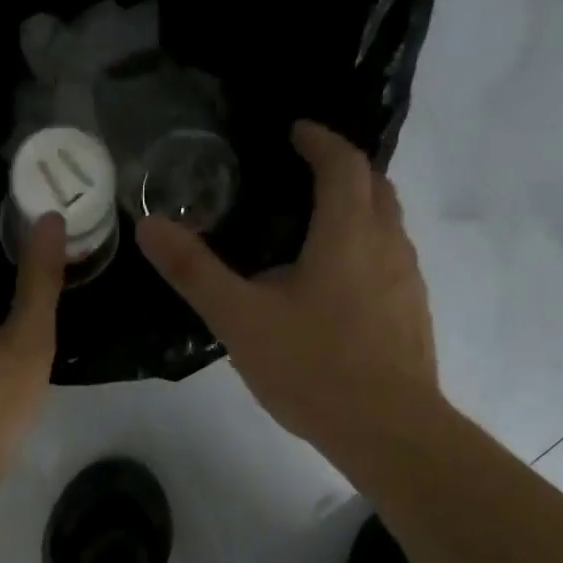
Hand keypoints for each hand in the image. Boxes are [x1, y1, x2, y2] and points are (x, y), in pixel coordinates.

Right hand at [138, 121, 438, 456]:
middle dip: (343, 172)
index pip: (342, 161)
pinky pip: (391, 267)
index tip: (295, 133)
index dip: (319, 139)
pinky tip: (338, 296)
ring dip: (359, 216)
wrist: (386, 429)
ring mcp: (408, 282)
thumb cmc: (313, 368)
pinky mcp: (413, 317)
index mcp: (348, 232)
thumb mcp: (241, 321)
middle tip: (305, 180)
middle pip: (375, 186)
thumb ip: (195, 273)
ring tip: (316, 237)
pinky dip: (367, 257)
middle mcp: (388, 244)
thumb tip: (149, 226)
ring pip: (388, 228)